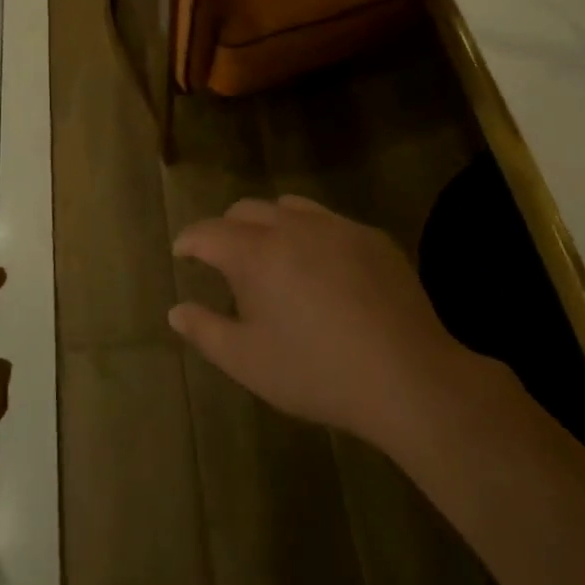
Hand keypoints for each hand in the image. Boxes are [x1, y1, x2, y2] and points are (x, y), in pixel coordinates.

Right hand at [169, 196, 474, 452]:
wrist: (409, 377)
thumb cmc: (318, 373)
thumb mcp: (250, 362)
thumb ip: (206, 331)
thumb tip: (176, 311)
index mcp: (255, 253)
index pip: (208, 232)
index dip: (190, 241)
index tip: (182, 253)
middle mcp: (291, 226)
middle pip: (246, 211)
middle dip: (228, 230)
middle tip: (226, 261)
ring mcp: (335, 226)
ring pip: (289, 207)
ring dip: (270, 224)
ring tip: (274, 257)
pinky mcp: (370, 237)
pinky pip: (329, 222)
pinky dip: (312, 235)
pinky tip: (323, 270)